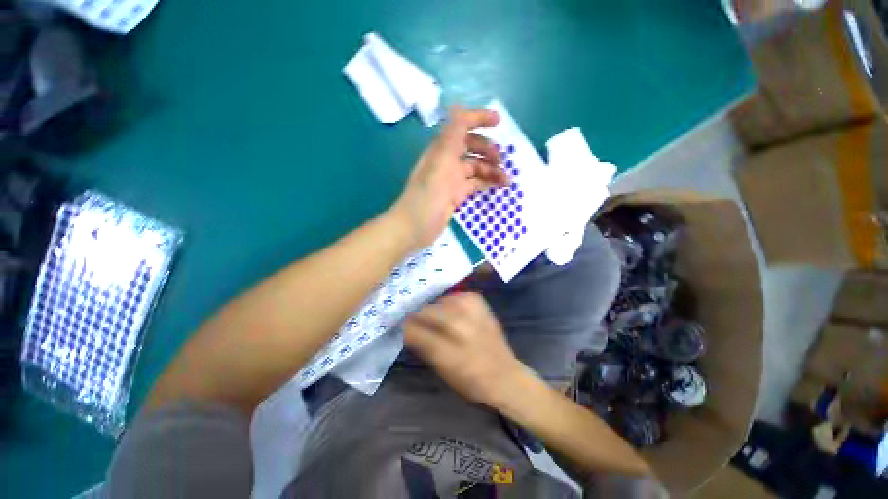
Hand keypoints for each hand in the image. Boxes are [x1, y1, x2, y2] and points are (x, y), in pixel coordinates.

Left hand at [391, 107, 509, 249]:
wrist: (414, 228)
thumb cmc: (427, 197)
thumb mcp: (440, 165)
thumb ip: (450, 137)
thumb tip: (458, 107)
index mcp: (441, 150)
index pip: (460, 126)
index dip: (478, 119)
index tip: (498, 121)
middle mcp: (446, 162)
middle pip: (470, 147)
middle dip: (487, 149)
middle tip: (501, 159)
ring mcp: (451, 180)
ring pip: (475, 167)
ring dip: (490, 170)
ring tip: (506, 180)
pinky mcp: (455, 195)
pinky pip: (474, 184)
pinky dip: (486, 183)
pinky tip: (497, 187)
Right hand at [404, 293, 532, 407]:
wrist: (505, 375)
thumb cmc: (471, 380)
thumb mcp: (442, 370)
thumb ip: (422, 346)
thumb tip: (406, 328)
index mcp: (449, 350)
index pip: (416, 330)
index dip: (404, 325)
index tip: (397, 324)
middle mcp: (461, 325)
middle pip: (427, 311)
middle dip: (417, 315)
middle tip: (411, 319)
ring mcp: (472, 310)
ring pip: (440, 302)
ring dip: (433, 309)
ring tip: (432, 317)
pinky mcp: (479, 302)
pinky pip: (455, 296)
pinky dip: (449, 302)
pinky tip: (450, 311)